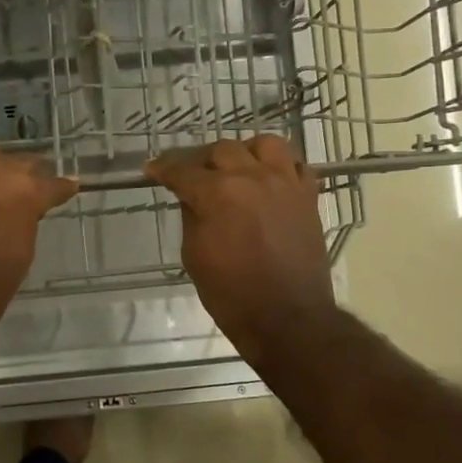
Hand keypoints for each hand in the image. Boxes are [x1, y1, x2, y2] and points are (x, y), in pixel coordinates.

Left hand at [0, 147, 77, 327]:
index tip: (70, 186)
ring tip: (2, 181)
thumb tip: (25, 213)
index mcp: (26, 192)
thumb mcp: (22, 254)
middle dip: (32, 174)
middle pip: (22, 163)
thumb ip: (26, 223)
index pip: (53, 184)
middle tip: (37, 184)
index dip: (63, 187)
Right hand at [146, 136, 337, 367]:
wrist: (287, 318)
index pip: (183, 171)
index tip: (153, 169)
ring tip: (236, 168)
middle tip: (191, 175)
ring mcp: (285, 184)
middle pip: (223, 149)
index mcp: (218, 193)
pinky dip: (280, 167)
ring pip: (265, 145)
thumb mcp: (194, 255)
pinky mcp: (308, 198)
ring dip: (245, 152)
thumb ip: (192, 217)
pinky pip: (296, 166)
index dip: (164, 169)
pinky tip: (269, 181)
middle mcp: (253, 178)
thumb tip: (193, 198)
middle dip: (201, 160)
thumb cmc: (231, 294)